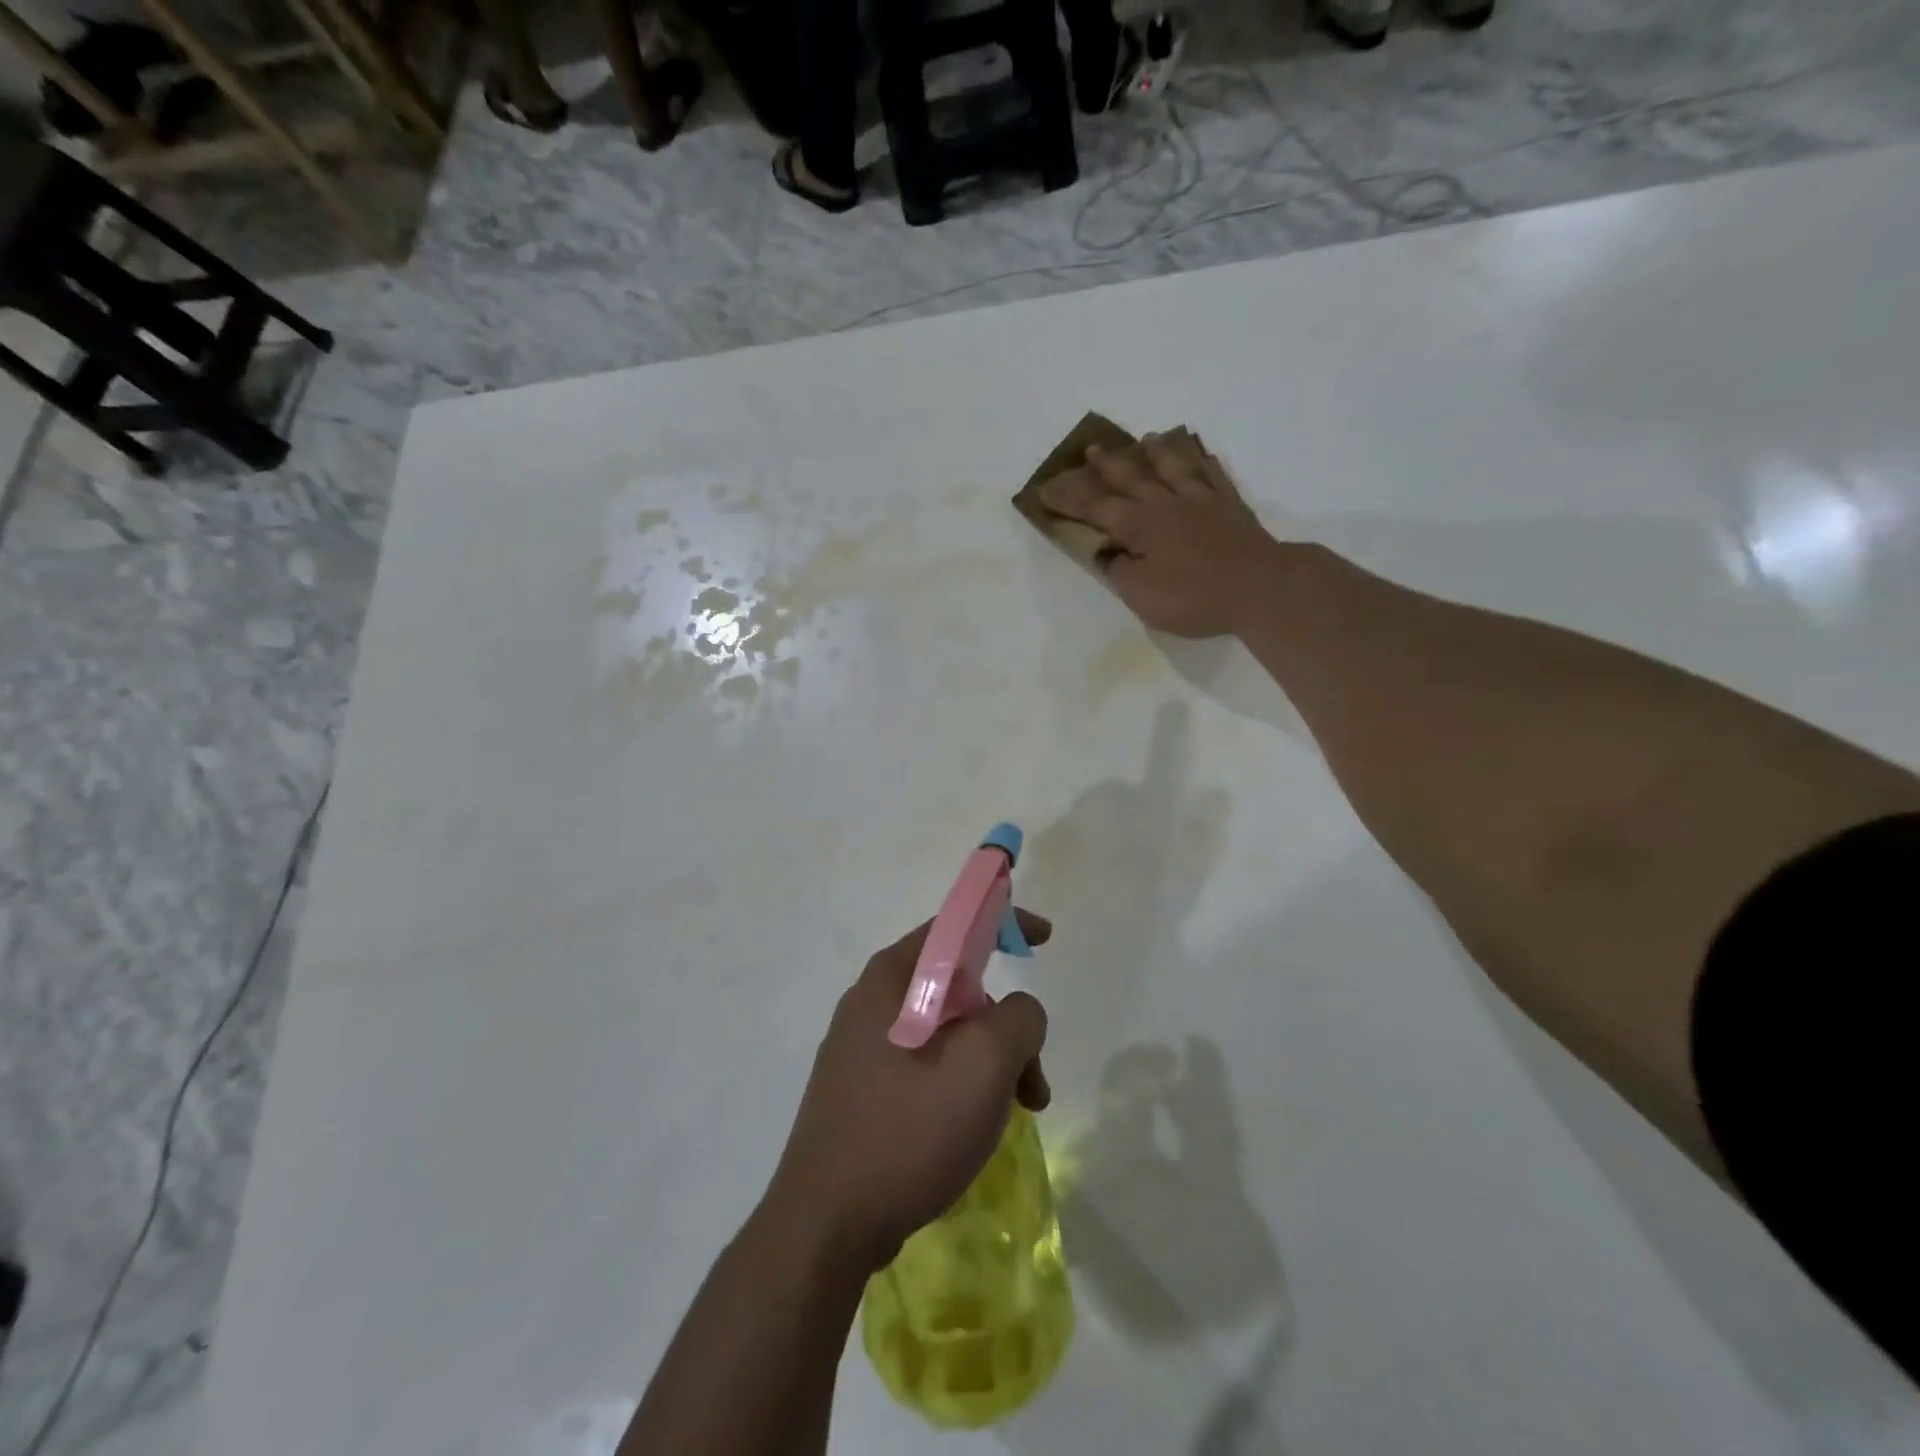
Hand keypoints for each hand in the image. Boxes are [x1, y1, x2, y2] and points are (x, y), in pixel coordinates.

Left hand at [764, 912, 1053, 1269]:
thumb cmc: (908, 1130)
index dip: (1004, 921)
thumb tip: (1017, 1014)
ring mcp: (860, 1047)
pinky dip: (960, 1084)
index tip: (1044, 939)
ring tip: (1016, 1115)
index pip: (956, 925)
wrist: (824, 1227)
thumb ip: (1019, 1018)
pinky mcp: (859, 1089)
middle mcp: (871, 1001)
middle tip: (1033, 1079)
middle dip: (1006, 1025)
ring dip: (989, 1063)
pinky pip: (924, 1065)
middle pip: (957, 987)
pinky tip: (971, 1130)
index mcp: (892, 977)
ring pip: (945, 1032)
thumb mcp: (984, 1064)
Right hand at [1040, 431, 1286, 637]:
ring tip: (1146, 438)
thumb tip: (1107, 550)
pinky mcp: (1231, 506)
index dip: (1069, 498)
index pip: (1095, 507)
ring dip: (1156, 452)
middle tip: (1091, 449)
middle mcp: (1166, 503)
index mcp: (1139, 524)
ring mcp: (1202, 500)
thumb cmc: (1193, 596)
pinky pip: (1212, 474)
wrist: (1260, 586)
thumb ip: (1120, 569)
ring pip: (1173, 467)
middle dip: (1108, 464)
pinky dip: (1202, 461)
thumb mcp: (1142, 595)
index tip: (1046, 489)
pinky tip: (1199, 454)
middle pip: (1131, 477)